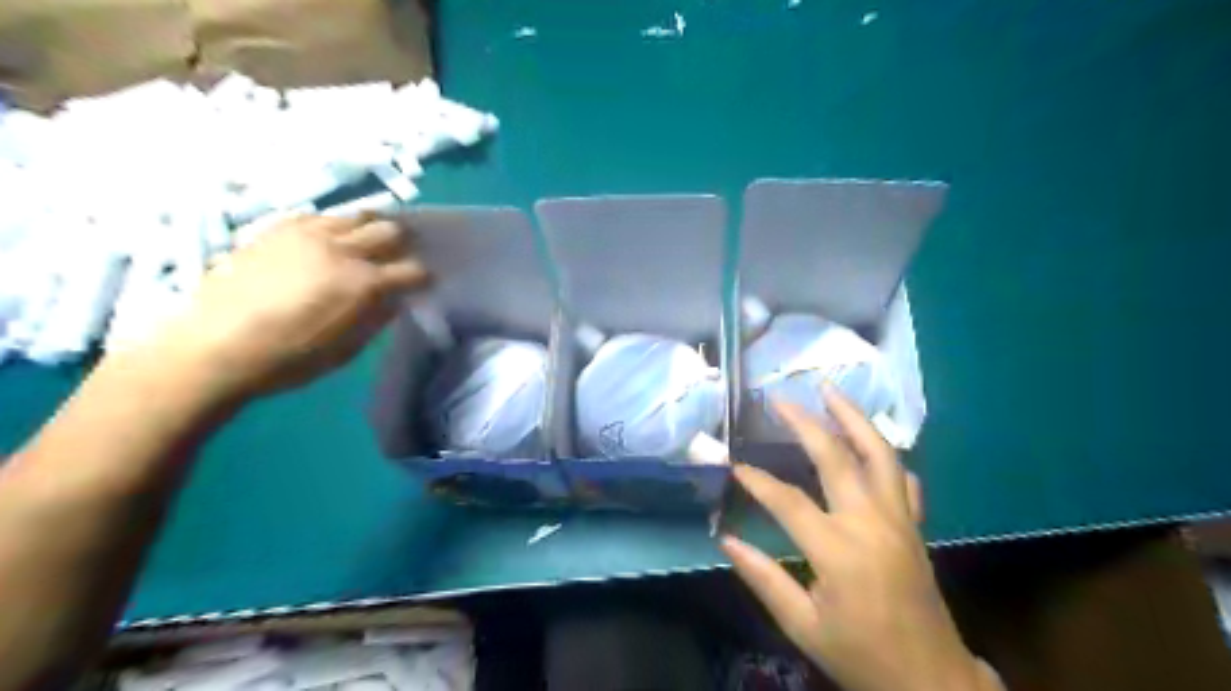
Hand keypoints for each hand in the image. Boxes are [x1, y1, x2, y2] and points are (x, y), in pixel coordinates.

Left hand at [137, 214, 427, 400]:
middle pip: (390, 230)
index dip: (423, 277)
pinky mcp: (278, 228)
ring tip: (366, 244)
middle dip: (402, 244)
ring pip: (356, 215)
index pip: (412, 270)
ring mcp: (308, 233)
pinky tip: (329, 241)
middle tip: (398, 258)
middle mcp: (342, 250)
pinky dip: (335, 226)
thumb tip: (395, 299)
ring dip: (370, 228)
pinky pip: (320, 215)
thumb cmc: (288, 358)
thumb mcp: (346, 350)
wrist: (213, 346)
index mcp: (363, 284)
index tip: (422, 284)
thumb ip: (377, 318)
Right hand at [723, 385, 997, 688]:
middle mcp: (871, 523)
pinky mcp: (915, 526)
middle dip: (805, 423)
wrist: (930, 680)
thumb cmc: (860, 654)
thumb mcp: (803, 625)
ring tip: (831, 391)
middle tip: (781, 399)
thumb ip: (764, 578)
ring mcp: (899, 520)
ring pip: (880, 455)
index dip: (758, 481)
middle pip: (837, 458)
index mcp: (839, 551)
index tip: (736, 466)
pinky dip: (886, 455)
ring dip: (854, 418)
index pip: (788, 501)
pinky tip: (870, 443)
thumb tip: (726, 541)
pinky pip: (904, 479)